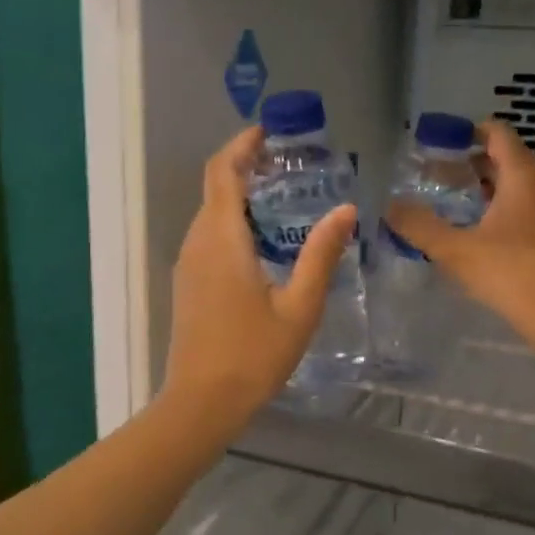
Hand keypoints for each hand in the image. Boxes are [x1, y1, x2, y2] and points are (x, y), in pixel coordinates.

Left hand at [164, 127, 357, 423]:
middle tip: (288, 164)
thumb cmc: (253, 355)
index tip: (268, 132)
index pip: (222, 172)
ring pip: (210, 213)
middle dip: (244, 166)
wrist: (201, 402)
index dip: (241, 145)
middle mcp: (198, 242)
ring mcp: (188, 263)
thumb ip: (321, 254)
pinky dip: (232, 222)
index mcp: (222, 239)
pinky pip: (208, 236)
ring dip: (239, 195)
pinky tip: (263, 240)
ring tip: (282, 195)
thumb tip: (346, 208)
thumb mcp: (300, 306)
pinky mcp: (188, 282)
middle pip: (215, 187)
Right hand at [387, 119, 534, 364]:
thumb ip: (419, 226)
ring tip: (443, 201)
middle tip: (430, 175)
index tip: (436, 144)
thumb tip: (389, 206)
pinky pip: (518, 207)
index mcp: (523, 176)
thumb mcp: (456, 250)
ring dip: (479, 187)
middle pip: (502, 158)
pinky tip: (468, 230)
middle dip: (467, 162)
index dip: (466, 131)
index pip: (497, 133)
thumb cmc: (511, 273)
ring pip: (511, 185)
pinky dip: (493, 208)